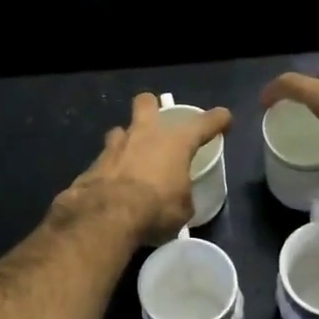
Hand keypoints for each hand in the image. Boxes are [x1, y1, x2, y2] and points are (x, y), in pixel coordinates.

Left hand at [59, 92, 232, 245]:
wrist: (107, 215)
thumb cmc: (156, 208)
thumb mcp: (183, 209)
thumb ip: (183, 195)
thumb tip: (178, 198)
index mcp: (176, 142)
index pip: (204, 123)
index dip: (217, 119)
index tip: (224, 118)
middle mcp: (145, 134)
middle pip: (146, 103)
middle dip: (152, 107)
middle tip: (157, 124)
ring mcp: (116, 145)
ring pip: (121, 130)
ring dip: (127, 141)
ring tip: (132, 158)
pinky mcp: (94, 162)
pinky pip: (106, 158)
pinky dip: (111, 168)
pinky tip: (114, 184)